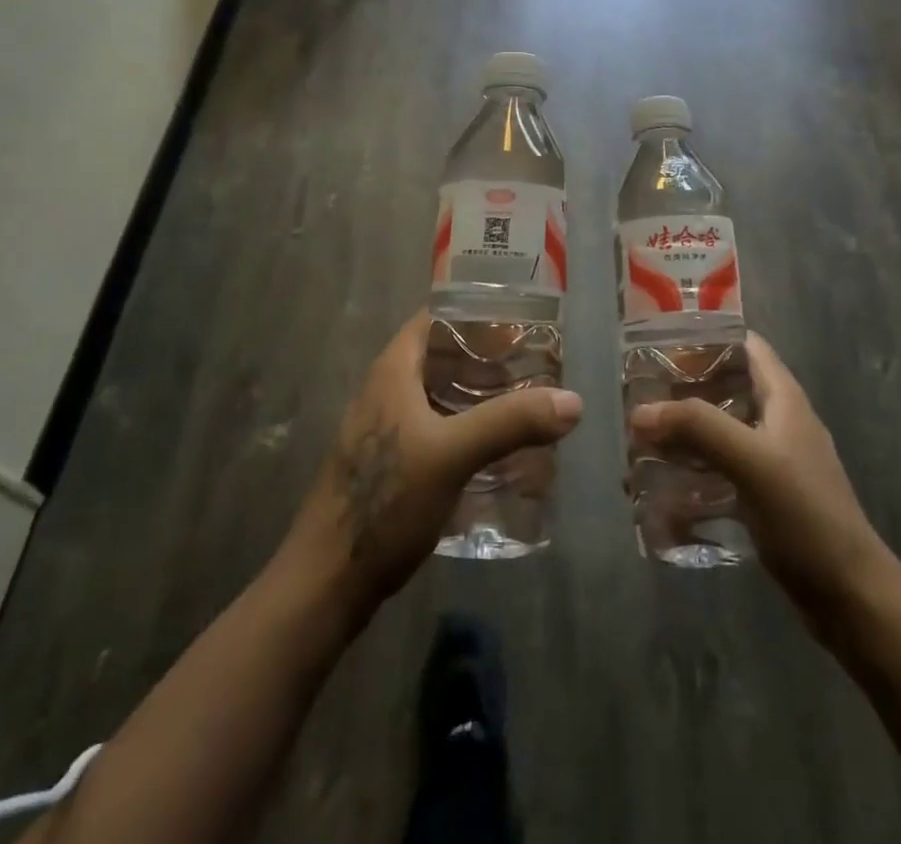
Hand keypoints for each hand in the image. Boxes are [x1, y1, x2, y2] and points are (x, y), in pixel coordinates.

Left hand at [282, 312, 582, 619]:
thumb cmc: (384, 502)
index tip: (521, 326)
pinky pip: (436, 428)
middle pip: (442, 356)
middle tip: (534, 367)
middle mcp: (386, 390)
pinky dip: (467, 427)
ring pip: (440, 394)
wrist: (326, 583)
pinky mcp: (390, 464)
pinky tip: (496, 450)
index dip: (477, 316)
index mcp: (393, 371)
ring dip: (479, 395)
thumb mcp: (452, 455)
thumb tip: (573, 401)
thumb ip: (510, 423)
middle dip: (487, 359)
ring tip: (524, 404)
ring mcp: (385, 429)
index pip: (436, 318)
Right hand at [629, 333, 893, 635]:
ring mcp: (770, 459)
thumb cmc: (806, 516)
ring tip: (638, 442)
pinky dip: (691, 471)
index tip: (659, 346)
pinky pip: (719, 469)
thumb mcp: (752, 461)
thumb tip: (640, 411)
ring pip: (718, 430)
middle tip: (637, 398)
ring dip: (681, 433)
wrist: (849, 597)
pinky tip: (660, 489)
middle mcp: (776, 420)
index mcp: (782, 398)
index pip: (744, 345)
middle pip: (724, 387)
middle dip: (681, 390)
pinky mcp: (762, 495)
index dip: (705, 337)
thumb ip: (698, 427)